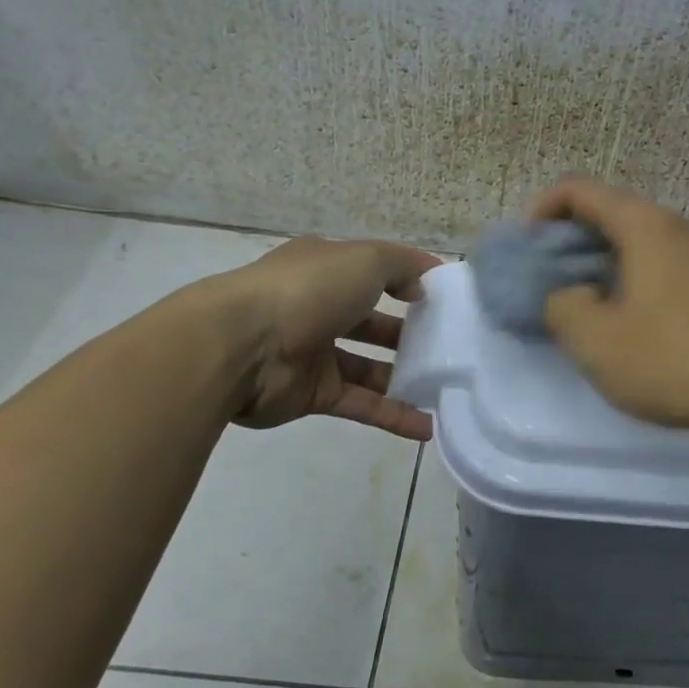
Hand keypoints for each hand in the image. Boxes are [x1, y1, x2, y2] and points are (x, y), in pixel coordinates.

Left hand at [204, 236, 440, 440]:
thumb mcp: (366, 260)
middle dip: (408, 331)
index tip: (444, 297)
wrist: (239, 348)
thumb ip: (402, 266)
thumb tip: (420, 287)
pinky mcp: (312, 394)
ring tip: (445, 386)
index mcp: (325, 268)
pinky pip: (361, 404)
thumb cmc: (307, 290)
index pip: (373, 271)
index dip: (408, 280)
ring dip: (404, 376)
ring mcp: (313, 353)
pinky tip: (428, 427)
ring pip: (368, 366)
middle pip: (371, 321)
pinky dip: (393, 416)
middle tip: (449, 345)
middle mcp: (318, 307)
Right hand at [527, 177, 688, 432]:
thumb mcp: (593, 338)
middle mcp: (676, 226)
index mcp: (645, 225)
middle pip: (609, 210)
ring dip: (597, 258)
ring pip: (635, 237)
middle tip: (544, 276)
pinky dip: (627, 272)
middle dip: (567, 237)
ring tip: (577, 298)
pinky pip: (658, 260)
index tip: (525, 249)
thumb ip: (560, 305)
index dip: (540, 209)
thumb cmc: (667, 359)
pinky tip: (621, 314)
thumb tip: (565, 296)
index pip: (578, 189)